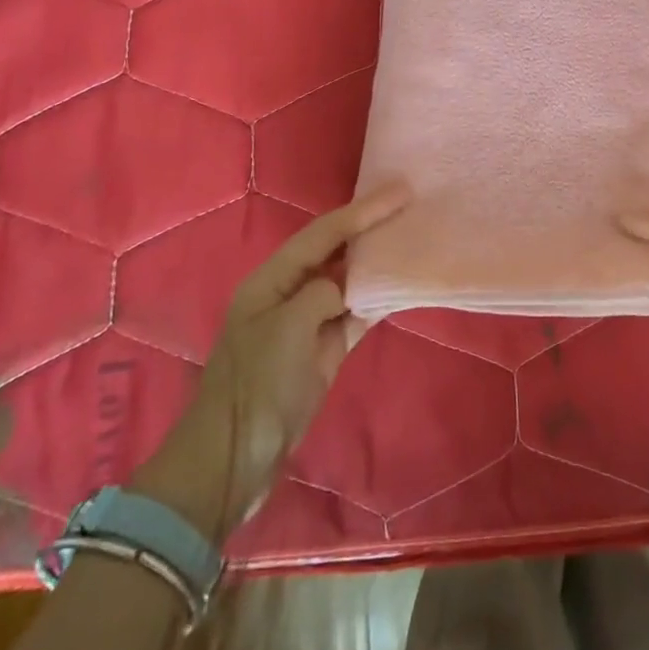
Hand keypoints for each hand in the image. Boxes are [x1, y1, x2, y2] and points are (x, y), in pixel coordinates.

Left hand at [133, 182, 410, 538]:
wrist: (235, 458)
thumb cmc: (256, 385)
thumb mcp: (289, 328)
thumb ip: (323, 293)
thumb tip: (348, 290)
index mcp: (273, 279)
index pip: (324, 232)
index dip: (363, 210)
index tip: (400, 191)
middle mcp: (291, 292)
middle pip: (337, 249)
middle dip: (371, 227)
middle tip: (411, 204)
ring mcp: (309, 322)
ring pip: (350, 279)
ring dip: (378, 261)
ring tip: (413, 237)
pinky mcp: (325, 349)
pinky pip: (358, 313)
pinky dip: (379, 298)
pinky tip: (403, 285)